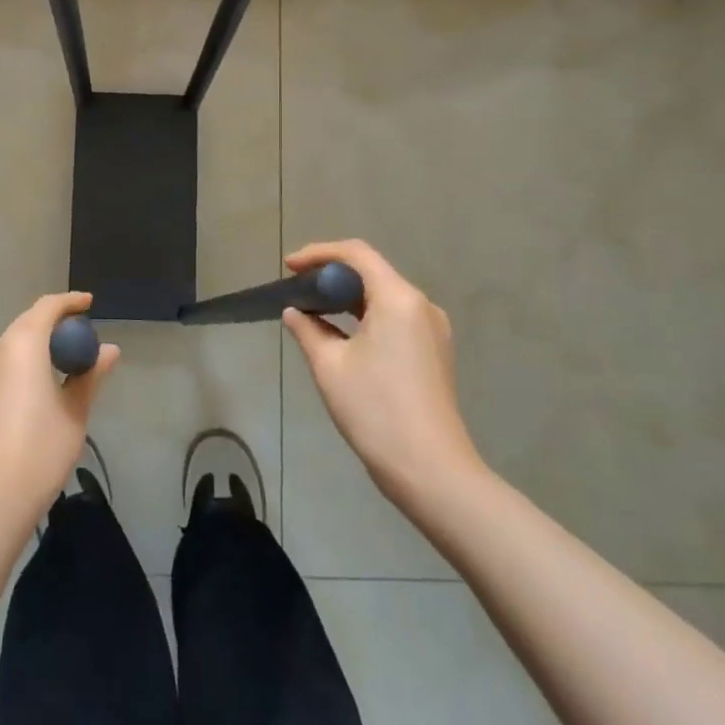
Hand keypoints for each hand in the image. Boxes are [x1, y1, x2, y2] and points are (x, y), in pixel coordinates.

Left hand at [0, 292, 118, 525]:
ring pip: (14, 342)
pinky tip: (43, 381)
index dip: (70, 302)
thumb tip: (110, 351)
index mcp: (22, 344)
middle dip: (55, 322)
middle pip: (28, 322)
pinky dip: (26, 359)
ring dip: (39, 342)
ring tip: (67, 359)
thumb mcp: (75, 411)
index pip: (47, 307)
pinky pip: (4, 362)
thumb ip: (90, 375)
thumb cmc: (40, 449)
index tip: (90, 304)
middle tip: (83, 335)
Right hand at [283, 241, 484, 511]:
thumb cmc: (375, 410)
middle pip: (373, 272)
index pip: (357, 254)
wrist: (431, 471)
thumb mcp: (330, 366)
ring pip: (384, 296)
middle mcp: (421, 305)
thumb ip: (308, 330)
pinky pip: (396, 318)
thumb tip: (294, 313)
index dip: (319, 253)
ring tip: (313, 309)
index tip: (290, 267)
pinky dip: (366, 316)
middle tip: (297, 288)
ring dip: (348, 297)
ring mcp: (433, 329)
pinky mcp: (435, 352)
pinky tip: (342, 334)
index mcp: (398, 298)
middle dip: (332, 275)